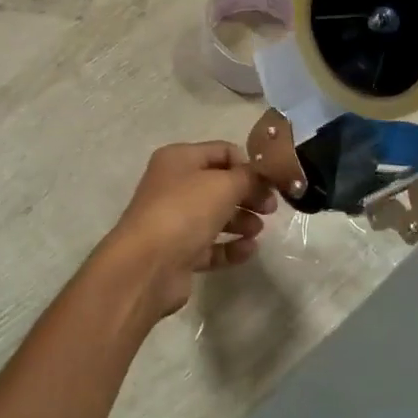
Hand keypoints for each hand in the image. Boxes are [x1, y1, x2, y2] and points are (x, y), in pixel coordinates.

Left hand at [100, 141, 277, 321]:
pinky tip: (249, 250)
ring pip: (216, 216)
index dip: (248, 164)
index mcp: (179, 159)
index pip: (222, 151)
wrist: (147, 266)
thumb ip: (249, 176)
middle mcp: (174, 186)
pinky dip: (231, 247)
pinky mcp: (178, 252)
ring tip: (257, 230)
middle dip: (248, 194)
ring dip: (242, 221)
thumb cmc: (185, 212)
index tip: (270, 182)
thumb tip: (261, 176)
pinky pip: (211, 245)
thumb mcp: (224, 184)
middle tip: (271, 208)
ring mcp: (174, 221)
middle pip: (220, 185)